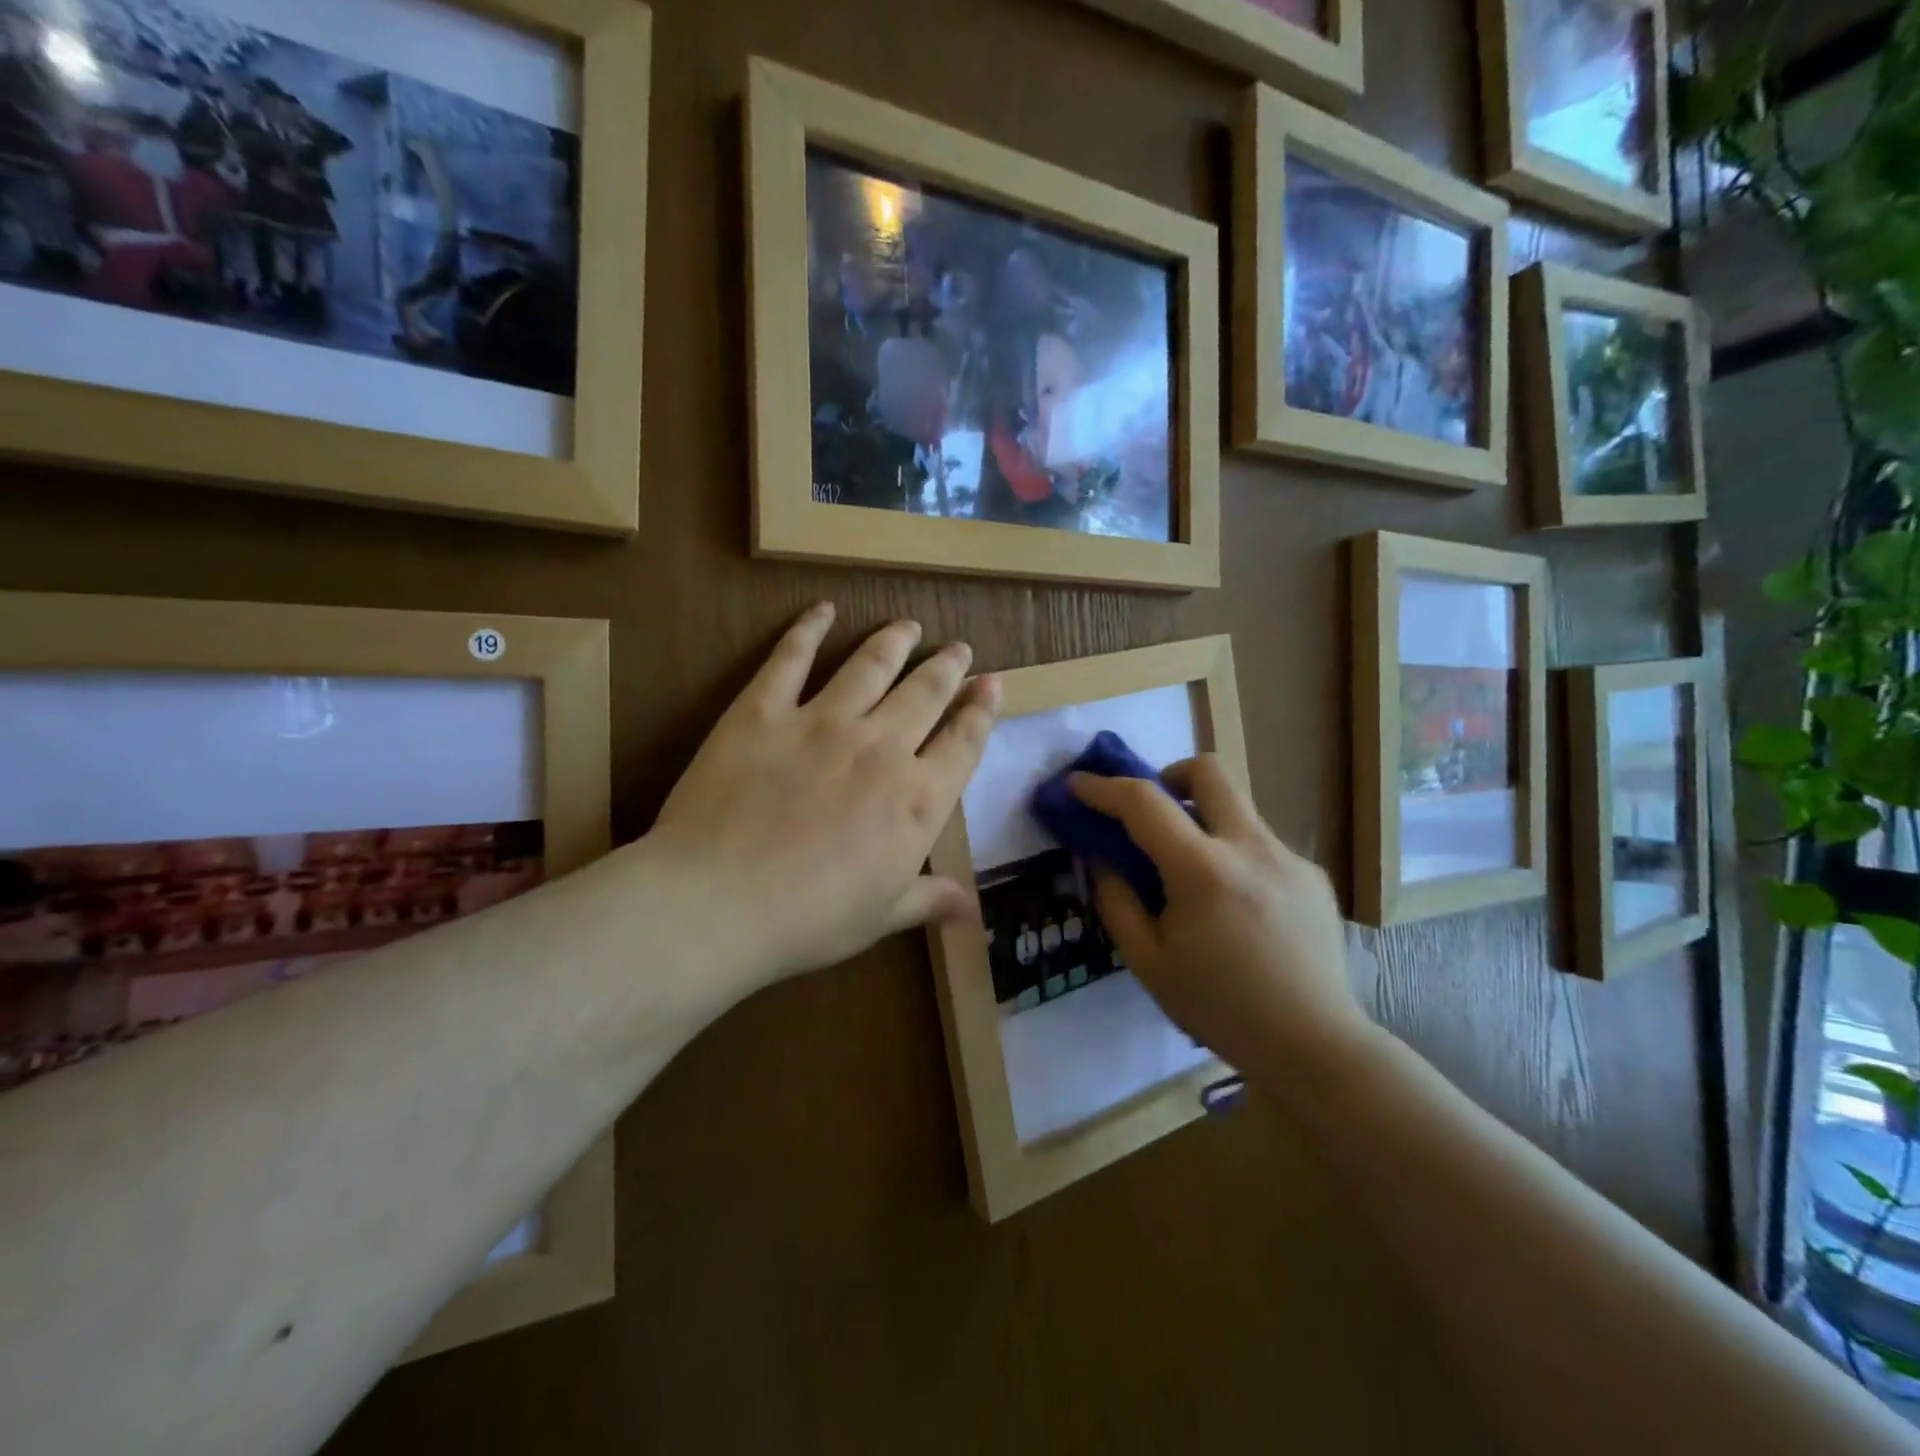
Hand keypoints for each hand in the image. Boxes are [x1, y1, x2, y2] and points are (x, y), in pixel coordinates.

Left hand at [650, 604, 1000, 987]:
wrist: (720, 903)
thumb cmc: (810, 920)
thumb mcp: (880, 916)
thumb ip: (928, 899)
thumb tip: (972, 909)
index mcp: (917, 799)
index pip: (964, 743)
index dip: (981, 711)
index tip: (993, 684)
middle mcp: (881, 748)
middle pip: (925, 693)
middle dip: (947, 667)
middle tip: (959, 648)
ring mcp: (822, 722)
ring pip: (871, 666)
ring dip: (895, 641)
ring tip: (909, 626)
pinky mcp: (764, 711)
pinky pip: (791, 658)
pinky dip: (808, 629)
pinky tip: (822, 610)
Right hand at [1068, 757, 1370, 1076]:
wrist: (1314, 1046)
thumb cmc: (1220, 1009)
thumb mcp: (1149, 963)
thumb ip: (1117, 901)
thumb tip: (1100, 858)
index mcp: (1203, 871)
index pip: (1144, 802)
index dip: (1103, 787)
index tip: (1077, 784)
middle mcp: (1250, 848)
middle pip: (1207, 771)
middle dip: (1169, 775)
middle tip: (1153, 812)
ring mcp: (1289, 858)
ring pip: (1236, 808)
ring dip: (1203, 819)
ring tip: (1193, 875)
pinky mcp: (1312, 876)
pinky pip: (1261, 844)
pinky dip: (1233, 856)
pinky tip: (1237, 909)